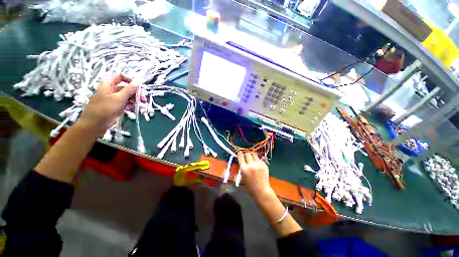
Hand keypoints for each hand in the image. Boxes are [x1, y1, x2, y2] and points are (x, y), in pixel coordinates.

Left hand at [76, 74, 137, 135]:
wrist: (95, 124)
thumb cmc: (105, 109)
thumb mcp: (119, 98)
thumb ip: (129, 89)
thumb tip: (138, 82)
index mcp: (108, 84)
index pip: (121, 76)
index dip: (130, 80)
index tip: (138, 87)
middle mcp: (111, 89)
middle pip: (126, 86)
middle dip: (136, 92)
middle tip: (143, 98)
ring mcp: (114, 98)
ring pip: (127, 95)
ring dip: (135, 99)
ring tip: (141, 104)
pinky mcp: (116, 105)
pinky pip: (126, 102)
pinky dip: (132, 104)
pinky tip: (136, 107)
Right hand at [237, 151, 272, 200]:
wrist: (261, 190)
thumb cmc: (249, 186)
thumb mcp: (242, 177)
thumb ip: (242, 168)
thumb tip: (242, 160)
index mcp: (244, 168)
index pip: (241, 156)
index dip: (240, 153)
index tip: (240, 152)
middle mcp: (251, 165)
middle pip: (248, 153)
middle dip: (246, 154)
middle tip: (246, 155)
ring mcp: (258, 164)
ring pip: (254, 154)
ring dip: (252, 155)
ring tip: (252, 158)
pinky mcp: (264, 164)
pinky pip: (259, 159)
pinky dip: (257, 160)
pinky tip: (257, 165)